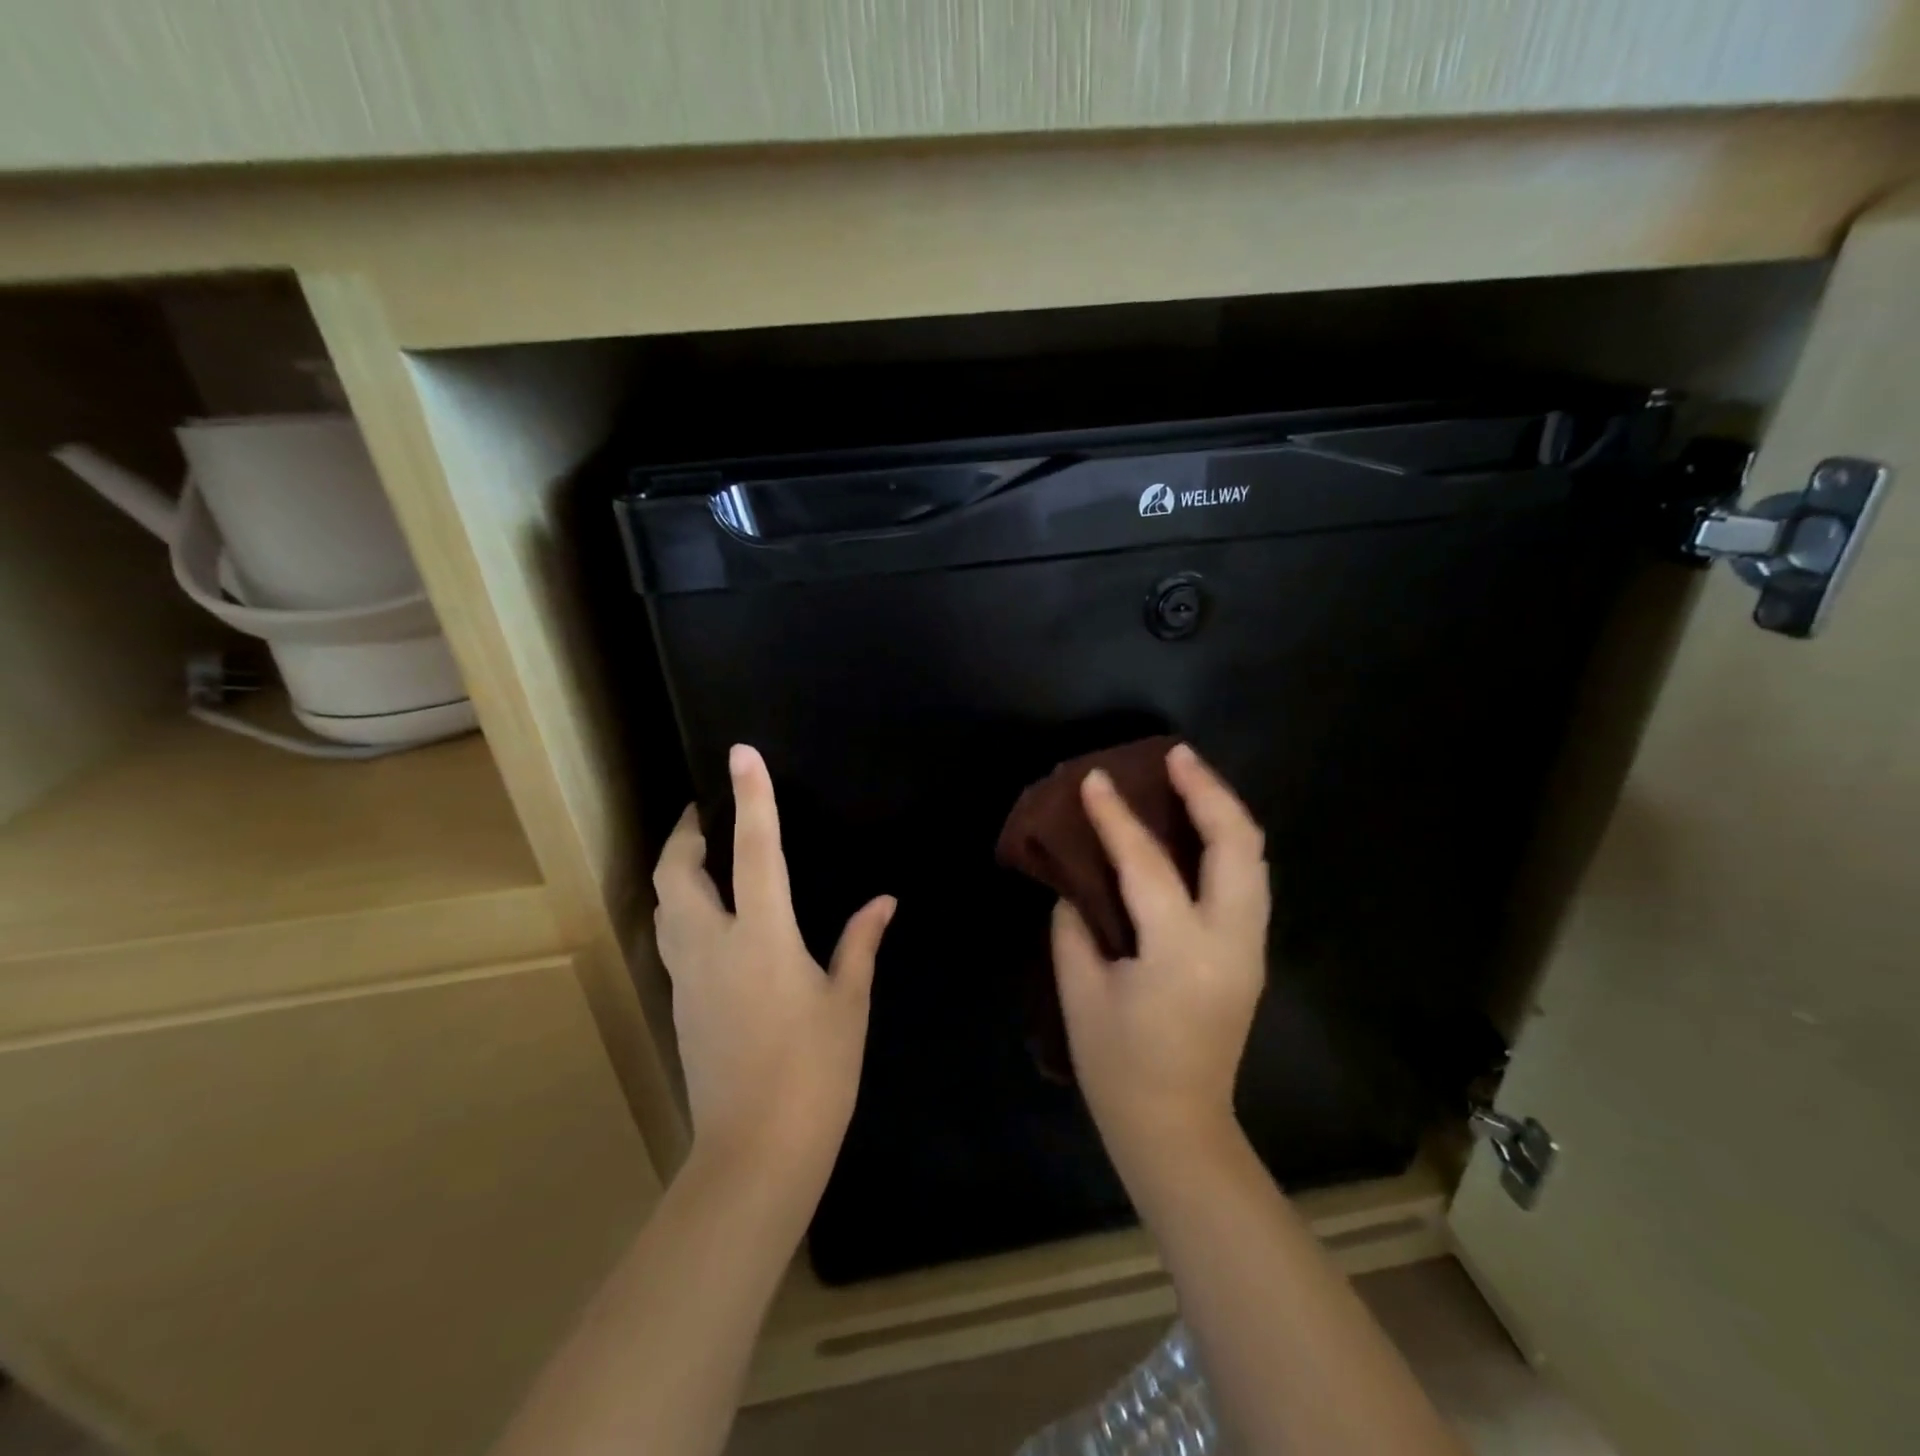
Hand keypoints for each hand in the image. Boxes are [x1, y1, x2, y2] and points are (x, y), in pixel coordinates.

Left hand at [652, 744, 894, 1189]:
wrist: (754, 1153)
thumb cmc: (815, 1073)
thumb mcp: (848, 1003)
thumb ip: (860, 943)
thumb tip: (883, 901)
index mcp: (763, 938)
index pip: (756, 851)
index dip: (752, 798)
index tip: (742, 755)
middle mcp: (714, 946)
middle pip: (678, 873)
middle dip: (686, 832)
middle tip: (706, 812)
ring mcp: (689, 976)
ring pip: (664, 905)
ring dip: (676, 870)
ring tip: (703, 856)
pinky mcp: (681, 1003)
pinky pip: (672, 937)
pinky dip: (682, 909)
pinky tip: (710, 917)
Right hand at [1052, 743, 1269, 1182]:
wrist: (1178, 1130)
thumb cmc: (1119, 1068)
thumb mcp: (1081, 995)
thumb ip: (1076, 928)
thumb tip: (1078, 885)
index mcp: (1180, 953)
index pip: (1146, 865)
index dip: (1116, 818)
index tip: (1094, 779)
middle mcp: (1230, 942)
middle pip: (1237, 846)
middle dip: (1208, 792)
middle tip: (1175, 756)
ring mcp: (1250, 949)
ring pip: (1254, 859)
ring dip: (1224, 811)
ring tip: (1190, 778)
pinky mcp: (1250, 956)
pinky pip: (1247, 881)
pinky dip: (1227, 843)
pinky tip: (1198, 828)